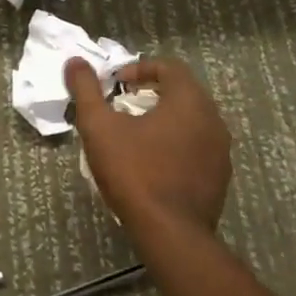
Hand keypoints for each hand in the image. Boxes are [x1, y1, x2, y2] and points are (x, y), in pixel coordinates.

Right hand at [65, 57, 230, 238]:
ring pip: (192, 120)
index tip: (116, 85)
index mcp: (189, 100)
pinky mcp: (220, 176)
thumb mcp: (100, 128)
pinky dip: (177, 144)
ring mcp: (221, 150)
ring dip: (165, 119)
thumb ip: (86, 90)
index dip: (140, 68)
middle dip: (152, 93)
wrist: (171, 234)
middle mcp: (213, 119)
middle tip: (124, 106)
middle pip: (183, 91)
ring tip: (137, 134)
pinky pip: (198, 147)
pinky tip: (154, 163)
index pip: (170, 66)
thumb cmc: (135, 173)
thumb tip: (75, 61)